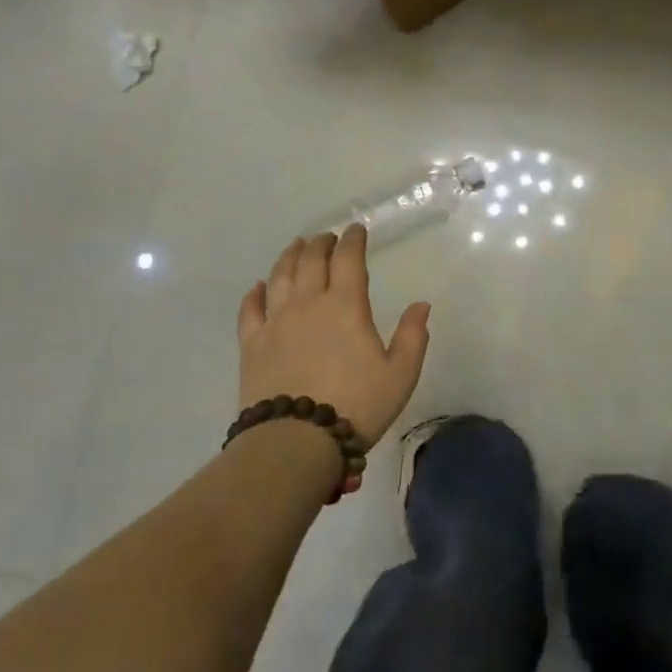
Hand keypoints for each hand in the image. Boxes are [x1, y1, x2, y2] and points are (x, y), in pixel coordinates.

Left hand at [236, 226, 431, 446]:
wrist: (297, 441)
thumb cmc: (356, 405)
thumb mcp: (400, 374)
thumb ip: (413, 336)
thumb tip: (421, 305)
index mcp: (346, 306)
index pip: (348, 260)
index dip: (353, 241)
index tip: (356, 230)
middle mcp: (308, 304)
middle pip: (311, 260)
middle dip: (321, 244)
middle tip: (327, 237)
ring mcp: (276, 322)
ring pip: (280, 276)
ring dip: (289, 256)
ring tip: (296, 247)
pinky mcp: (252, 344)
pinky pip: (250, 309)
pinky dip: (255, 293)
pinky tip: (258, 287)